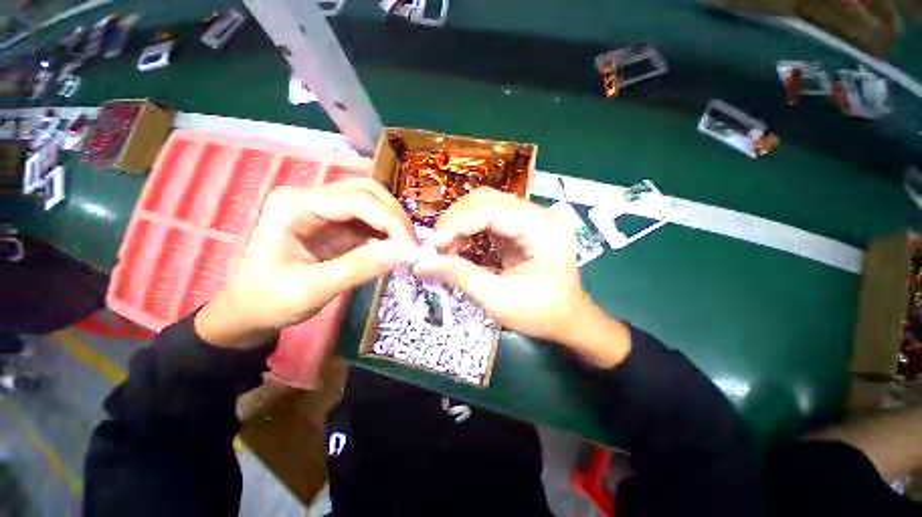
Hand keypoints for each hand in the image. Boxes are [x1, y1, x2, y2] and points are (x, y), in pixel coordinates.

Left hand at [196, 179, 416, 348]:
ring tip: (405, 245)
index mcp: (295, 205)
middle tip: (411, 244)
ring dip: (392, 221)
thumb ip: (361, 267)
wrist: (247, 311)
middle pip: (366, 191)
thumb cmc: (269, 301)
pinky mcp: (331, 222)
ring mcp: (320, 207)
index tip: (412, 248)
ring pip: (369, 201)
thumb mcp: (313, 289)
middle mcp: (309, 196)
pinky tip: (392, 246)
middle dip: (394, 216)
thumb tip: (405, 253)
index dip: (391, 221)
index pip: (358, 200)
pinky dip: (384, 230)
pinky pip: (366, 218)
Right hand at [414, 188, 630, 365]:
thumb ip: (460, 276)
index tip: (432, 245)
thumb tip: (421, 264)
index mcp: (543, 230)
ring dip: (460, 222)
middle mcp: (539, 216)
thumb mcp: (498, 299)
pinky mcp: (522, 227)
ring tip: (446, 247)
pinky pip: (489, 217)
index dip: (457, 224)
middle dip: (456, 220)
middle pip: (487, 200)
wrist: (568, 319)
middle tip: (436, 245)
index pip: (492, 211)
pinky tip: (460, 245)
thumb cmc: (541, 313)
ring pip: (485, 204)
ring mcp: (531, 219)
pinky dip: (469, 229)